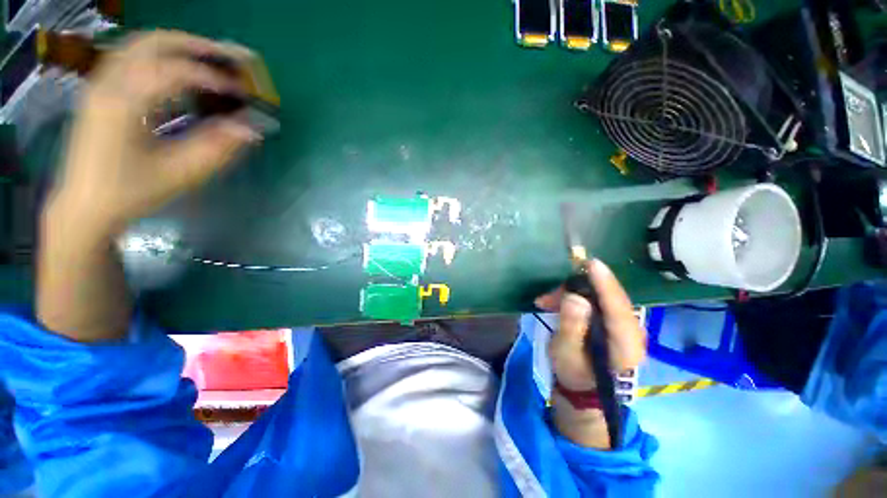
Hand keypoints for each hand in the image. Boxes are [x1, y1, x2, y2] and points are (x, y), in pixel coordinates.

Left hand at [52, 30, 261, 235]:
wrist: (85, 205)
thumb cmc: (131, 192)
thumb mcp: (179, 173)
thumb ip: (217, 148)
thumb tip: (251, 129)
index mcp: (125, 104)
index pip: (174, 72)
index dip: (213, 76)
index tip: (242, 90)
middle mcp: (109, 83)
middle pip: (155, 43)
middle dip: (196, 46)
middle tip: (230, 57)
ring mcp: (101, 83)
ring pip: (141, 44)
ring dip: (178, 45)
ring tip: (209, 57)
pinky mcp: (101, 90)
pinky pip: (132, 56)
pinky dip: (160, 54)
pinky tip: (178, 68)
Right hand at [536, 260, 646, 448]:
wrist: (584, 389)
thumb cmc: (574, 374)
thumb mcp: (566, 354)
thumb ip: (571, 327)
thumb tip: (575, 298)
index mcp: (625, 345)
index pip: (618, 308)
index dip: (605, 284)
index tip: (591, 264)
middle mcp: (632, 332)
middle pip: (609, 298)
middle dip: (578, 289)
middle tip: (548, 295)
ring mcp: (625, 326)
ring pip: (601, 297)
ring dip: (571, 294)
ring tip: (545, 301)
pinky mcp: (614, 322)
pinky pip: (596, 301)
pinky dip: (575, 298)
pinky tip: (553, 303)